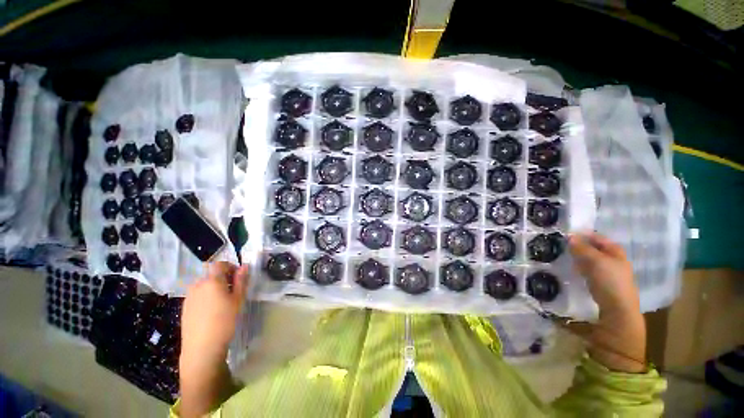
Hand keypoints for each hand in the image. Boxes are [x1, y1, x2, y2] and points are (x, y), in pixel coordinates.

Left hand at [179, 262, 247, 415]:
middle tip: (233, 290)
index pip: (219, 264)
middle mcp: (198, 285)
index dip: (230, 266)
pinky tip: (212, 310)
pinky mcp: (185, 307)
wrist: (202, 347)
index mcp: (212, 281)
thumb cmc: (225, 320)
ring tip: (223, 301)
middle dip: (223, 277)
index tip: (238, 276)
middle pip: (211, 274)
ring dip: (214, 286)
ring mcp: (189, 296)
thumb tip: (244, 266)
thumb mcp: (238, 299)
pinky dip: (206, 296)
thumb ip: (241, 280)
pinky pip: (197, 294)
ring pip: (204, 284)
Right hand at [569, 232, 638, 316]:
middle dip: (578, 246)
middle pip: (593, 247)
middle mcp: (613, 258)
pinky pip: (589, 269)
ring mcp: (608, 270)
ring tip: (565, 257)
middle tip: (562, 246)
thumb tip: (569, 236)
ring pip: (590, 259)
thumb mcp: (595, 261)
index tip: (564, 235)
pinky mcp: (602, 280)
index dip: (581, 235)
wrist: (618, 308)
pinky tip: (573, 270)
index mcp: (615, 250)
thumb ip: (582, 248)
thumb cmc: (610, 280)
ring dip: (578, 257)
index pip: (596, 236)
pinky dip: (581, 267)